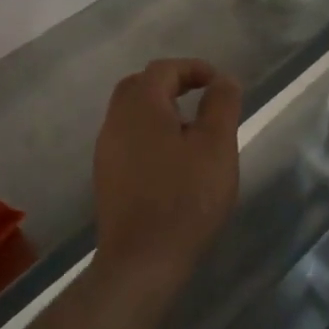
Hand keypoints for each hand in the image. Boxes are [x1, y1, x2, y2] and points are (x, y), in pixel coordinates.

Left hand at [92, 59, 240, 297]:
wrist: (141, 260)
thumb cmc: (185, 198)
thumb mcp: (216, 147)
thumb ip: (221, 105)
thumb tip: (223, 80)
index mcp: (141, 105)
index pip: (164, 69)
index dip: (193, 68)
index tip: (219, 83)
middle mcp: (116, 120)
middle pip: (140, 85)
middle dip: (171, 84)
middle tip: (201, 97)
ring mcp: (106, 149)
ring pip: (130, 113)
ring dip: (159, 109)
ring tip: (191, 129)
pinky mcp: (105, 175)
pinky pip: (127, 138)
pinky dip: (149, 133)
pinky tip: (171, 159)